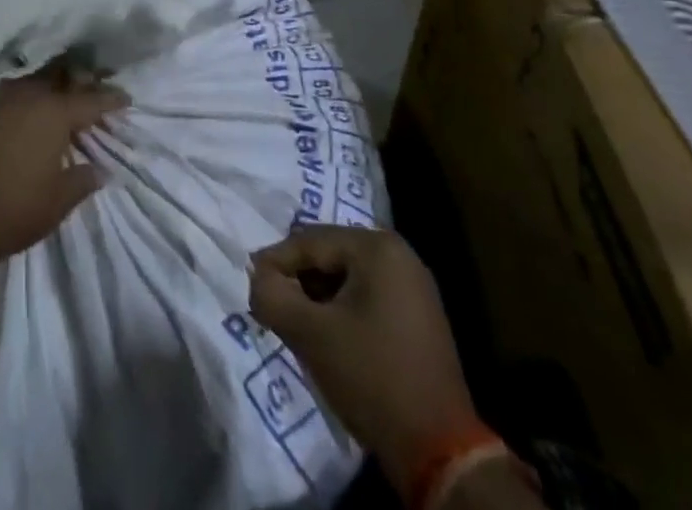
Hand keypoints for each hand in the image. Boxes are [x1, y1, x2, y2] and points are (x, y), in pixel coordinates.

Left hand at [0, 68, 128, 266]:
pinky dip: (33, 95)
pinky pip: (17, 92)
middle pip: (63, 77)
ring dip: (55, 84)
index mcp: (54, 113)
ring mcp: (4, 104)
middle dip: (83, 81)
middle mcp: (30, 98)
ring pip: (37, 80)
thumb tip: (100, 170)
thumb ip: (84, 179)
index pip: (91, 100)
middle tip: (97, 89)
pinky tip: (37, 111)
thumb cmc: (19, 209)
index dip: (111, 100)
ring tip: (68, 97)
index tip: (126, 98)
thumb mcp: (61, 198)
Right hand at [249, 226, 473, 496]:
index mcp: (376, 247)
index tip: (251, 286)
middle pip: (329, 254)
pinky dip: (341, 309)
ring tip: (295, 322)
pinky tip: (327, 335)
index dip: (275, 262)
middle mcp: (399, 254)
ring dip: (317, 296)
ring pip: (347, 276)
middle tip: (272, 304)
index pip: (309, 240)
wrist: (439, 450)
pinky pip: (367, 295)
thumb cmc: (372, 378)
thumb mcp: (311, 335)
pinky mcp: (419, 315)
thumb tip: (256, 278)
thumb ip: (273, 296)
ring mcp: (413, 285)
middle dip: (298, 279)